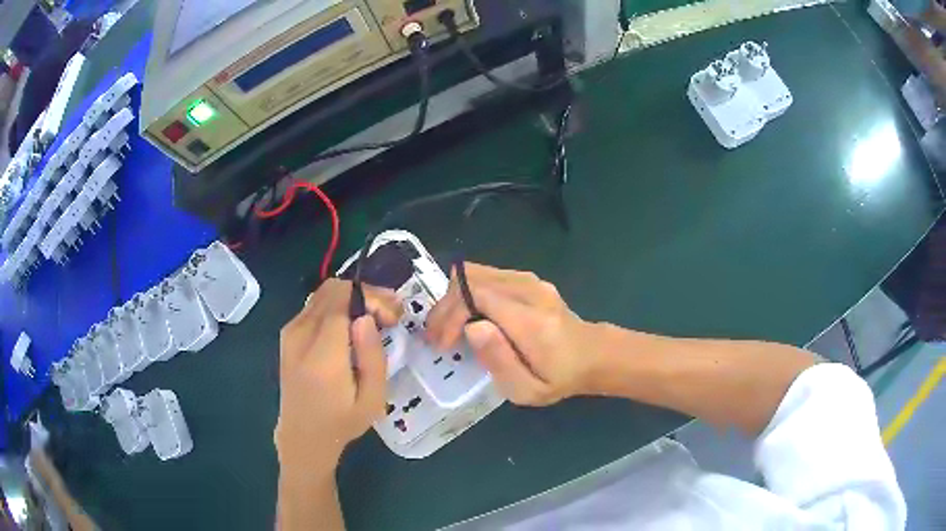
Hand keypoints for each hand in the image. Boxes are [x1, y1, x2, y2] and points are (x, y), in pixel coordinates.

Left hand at [275, 279, 401, 478]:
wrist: (303, 434)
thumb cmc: (342, 421)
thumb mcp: (372, 399)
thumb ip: (372, 356)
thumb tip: (366, 317)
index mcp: (322, 355)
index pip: (344, 300)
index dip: (372, 298)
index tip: (393, 316)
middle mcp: (300, 335)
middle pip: (334, 289)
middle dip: (365, 294)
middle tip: (388, 315)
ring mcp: (290, 331)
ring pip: (324, 292)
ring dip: (352, 297)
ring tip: (374, 319)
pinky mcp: (288, 333)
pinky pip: (315, 304)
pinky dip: (338, 305)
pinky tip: (352, 326)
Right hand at [426, 264, 602, 405]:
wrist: (592, 354)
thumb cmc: (558, 378)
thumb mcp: (527, 389)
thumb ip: (499, 360)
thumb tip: (472, 327)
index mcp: (532, 320)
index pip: (477, 295)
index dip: (450, 314)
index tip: (442, 342)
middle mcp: (530, 290)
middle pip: (471, 278)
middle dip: (445, 306)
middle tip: (436, 336)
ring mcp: (530, 280)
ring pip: (476, 273)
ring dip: (453, 299)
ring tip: (447, 328)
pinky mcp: (527, 279)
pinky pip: (487, 276)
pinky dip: (467, 293)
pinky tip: (467, 317)